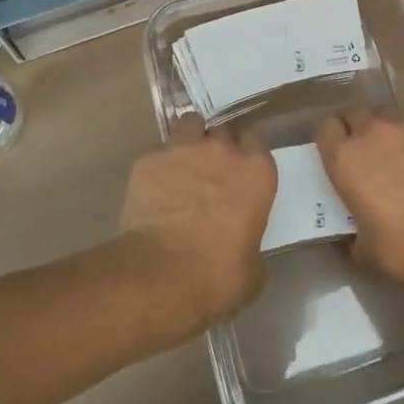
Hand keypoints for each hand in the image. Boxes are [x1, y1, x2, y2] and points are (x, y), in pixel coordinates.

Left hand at [118, 116, 276, 339]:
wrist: (159, 277)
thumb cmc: (217, 277)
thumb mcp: (253, 268)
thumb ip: (251, 239)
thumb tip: (241, 240)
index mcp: (255, 172)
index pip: (257, 140)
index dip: (248, 153)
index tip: (242, 170)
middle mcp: (221, 151)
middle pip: (223, 131)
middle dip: (218, 147)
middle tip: (212, 173)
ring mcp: (182, 150)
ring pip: (189, 126)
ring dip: (190, 141)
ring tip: (183, 166)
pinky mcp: (147, 161)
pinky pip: (157, 155)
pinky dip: (158, 169)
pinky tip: (154, 192)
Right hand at [315, 110, 403, 296]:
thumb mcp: (364, 248)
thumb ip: (354, 229)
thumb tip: (358, 231)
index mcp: (345, 158)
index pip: (326, 128)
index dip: (333, 141)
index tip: (341, 157)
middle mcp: (372, 131)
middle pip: (358, 116)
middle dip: (362, 133)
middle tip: (375, 160)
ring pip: (394, 119)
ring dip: (396, 136)